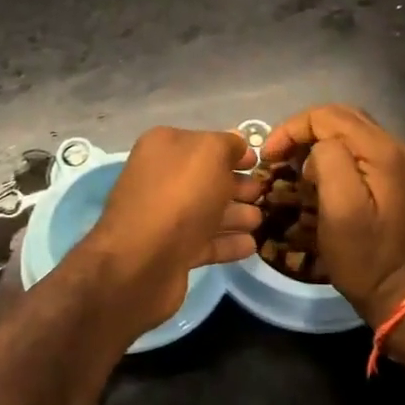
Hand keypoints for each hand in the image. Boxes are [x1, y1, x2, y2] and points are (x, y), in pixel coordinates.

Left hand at [79, 127, 265, 335]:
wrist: (141, 262)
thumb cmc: (179, 196)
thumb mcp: (210, 154)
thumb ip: (228, 144)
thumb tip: (237, 143)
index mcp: (163, 148)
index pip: (204, 143)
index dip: (233, 151)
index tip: (258, 162)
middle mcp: (160, 178)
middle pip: (207, 179)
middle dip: (236, 185)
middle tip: (262, 194)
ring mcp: (164, 217)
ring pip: (207, 211)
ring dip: (235, 214)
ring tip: (260, 221)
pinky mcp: (171, 252)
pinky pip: (205, 242)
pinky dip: (228, 242)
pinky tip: (251, 245)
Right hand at [264, 105, 404, 326]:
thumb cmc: (367, 257)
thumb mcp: (341, 209)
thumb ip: (329, 162)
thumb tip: (317, 147)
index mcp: (382, 150)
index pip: (328, 115)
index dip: (293, 128)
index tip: (269, 156)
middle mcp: (393, 147)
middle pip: (340, 117)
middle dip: (303, 130)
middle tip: (277, 155)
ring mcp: (396, 163)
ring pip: (348, 131)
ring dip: (316, 140)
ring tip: (292, 163)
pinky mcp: (393, 179)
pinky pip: (357, 150)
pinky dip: (331, 153)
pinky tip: (317, 175)